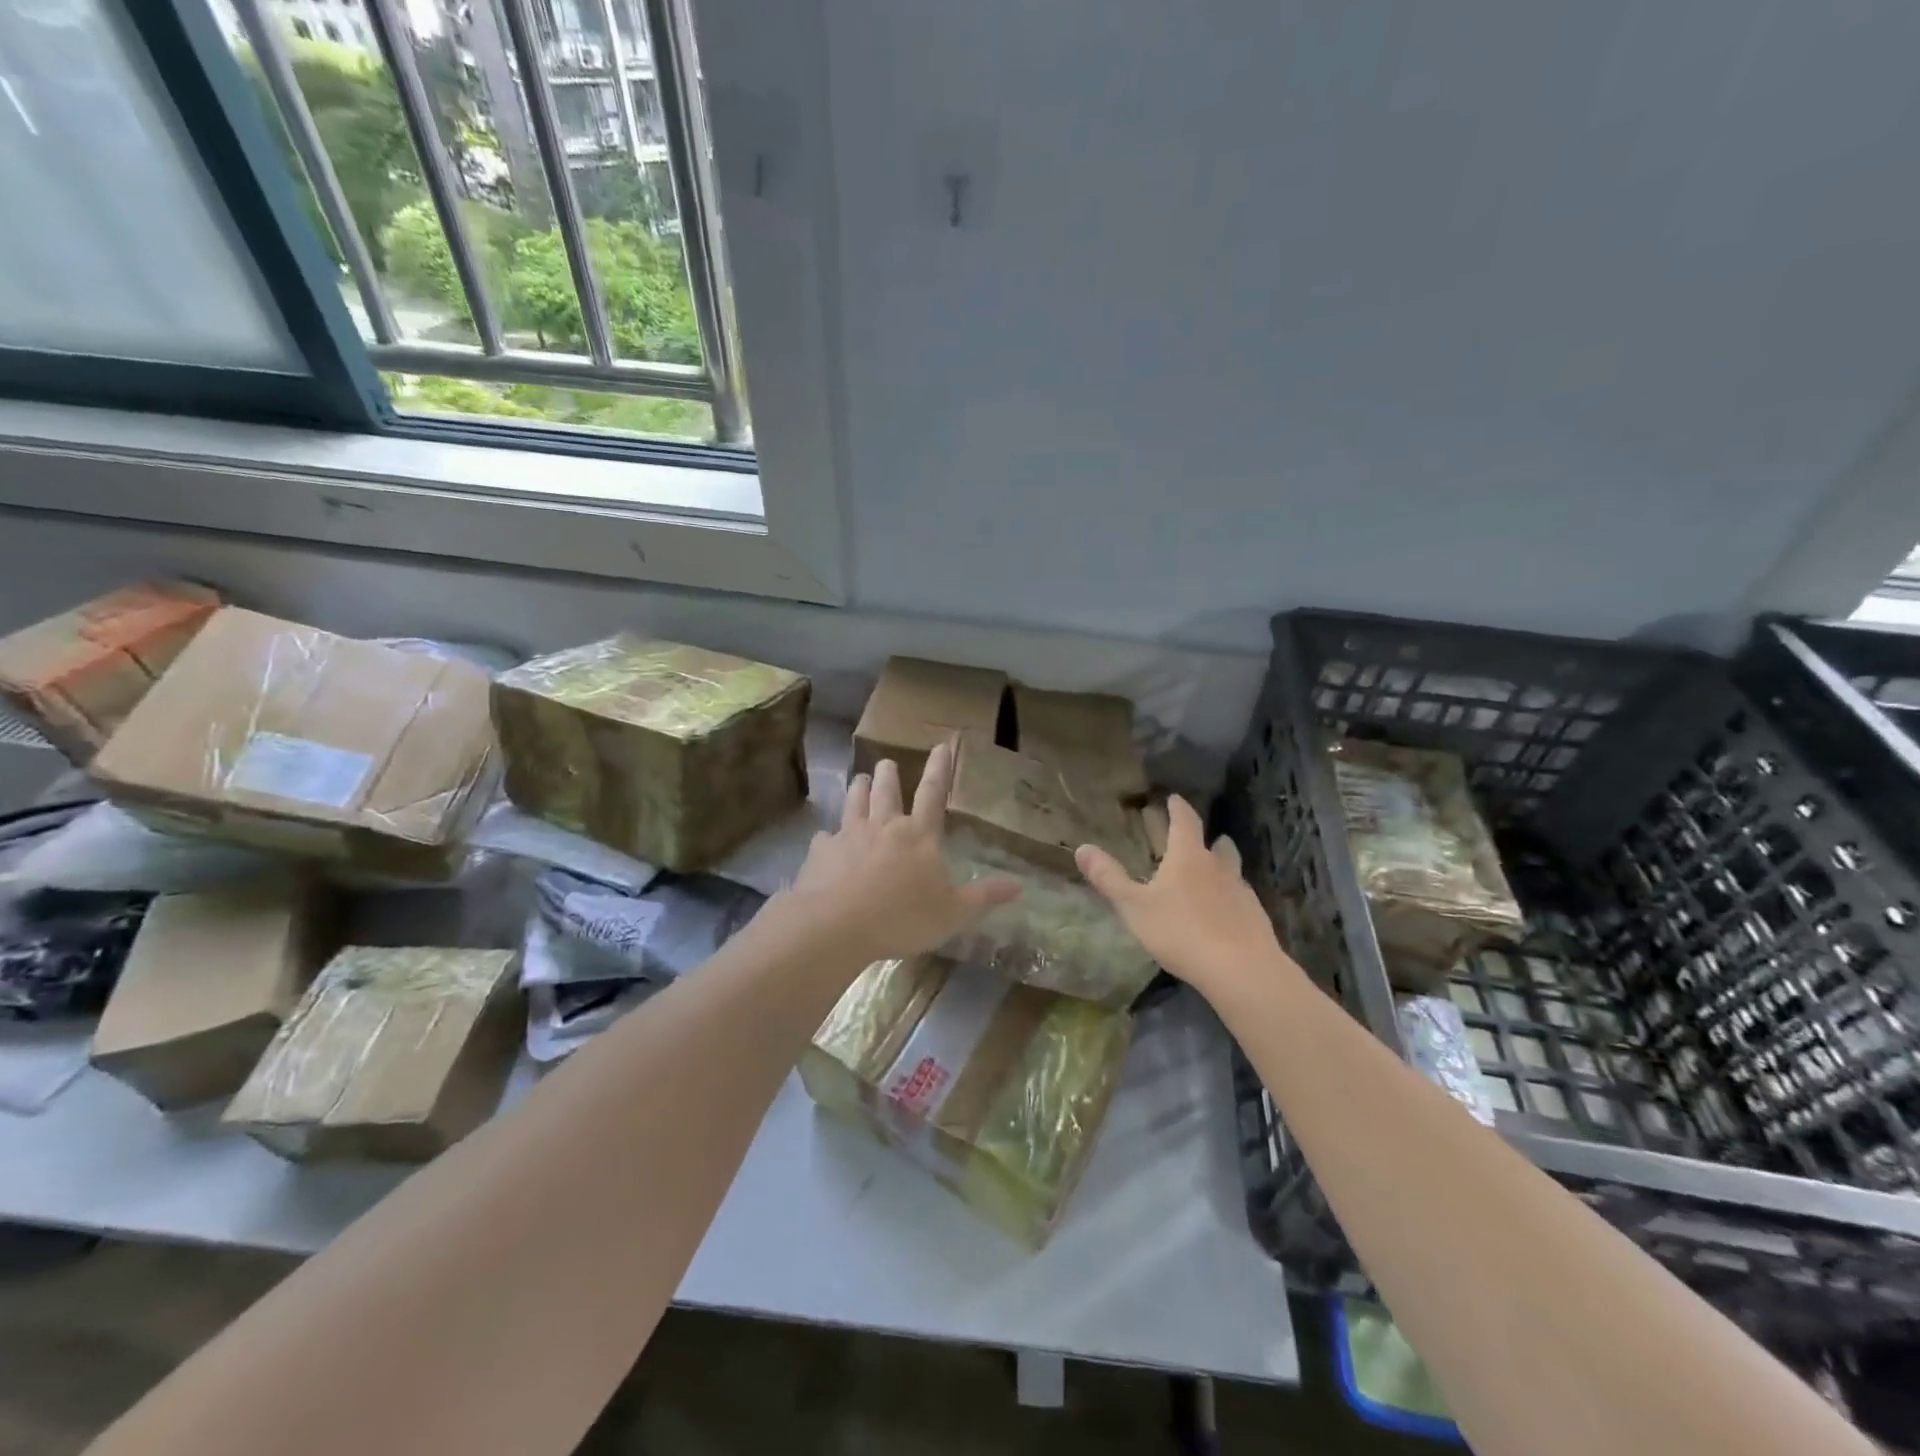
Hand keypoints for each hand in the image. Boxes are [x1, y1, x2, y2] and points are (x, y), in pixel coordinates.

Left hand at [790, 738, 1020, 964]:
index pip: (933, 793)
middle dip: (888, 774)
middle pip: (886, 791)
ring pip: (854, 802)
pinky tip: (825, 839)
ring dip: (858, 789)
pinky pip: (825, 837)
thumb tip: (1020, 885)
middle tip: (886, 763)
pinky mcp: (821, 852)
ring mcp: (848, 835)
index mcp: (918, 835)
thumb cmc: (902, 917)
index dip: (940, 768)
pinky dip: (828, 836)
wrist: (836, 925)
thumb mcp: (953, 913)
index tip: (942, 745)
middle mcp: (883, 826)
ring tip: (859, 780)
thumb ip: (984, 897)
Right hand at [1076, 796, 1295, 998]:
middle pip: (1218, 844)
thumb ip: (1109, 878)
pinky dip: (1232, 897)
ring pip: (1233, 870)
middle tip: (1199, 838)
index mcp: (1188, 857)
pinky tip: (1224, 913)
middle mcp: (1218, 867)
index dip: (1178, 808)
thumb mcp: (1134, 907)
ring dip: (1223, 866)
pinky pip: (1242, 898)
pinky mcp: (1255, 917)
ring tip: (1213, 873)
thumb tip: (1082, 848)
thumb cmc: (1181, 932)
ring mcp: (1241, 892)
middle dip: (1208, 838)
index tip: (1174, 798)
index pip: (1185, 822)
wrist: (1241, 969)